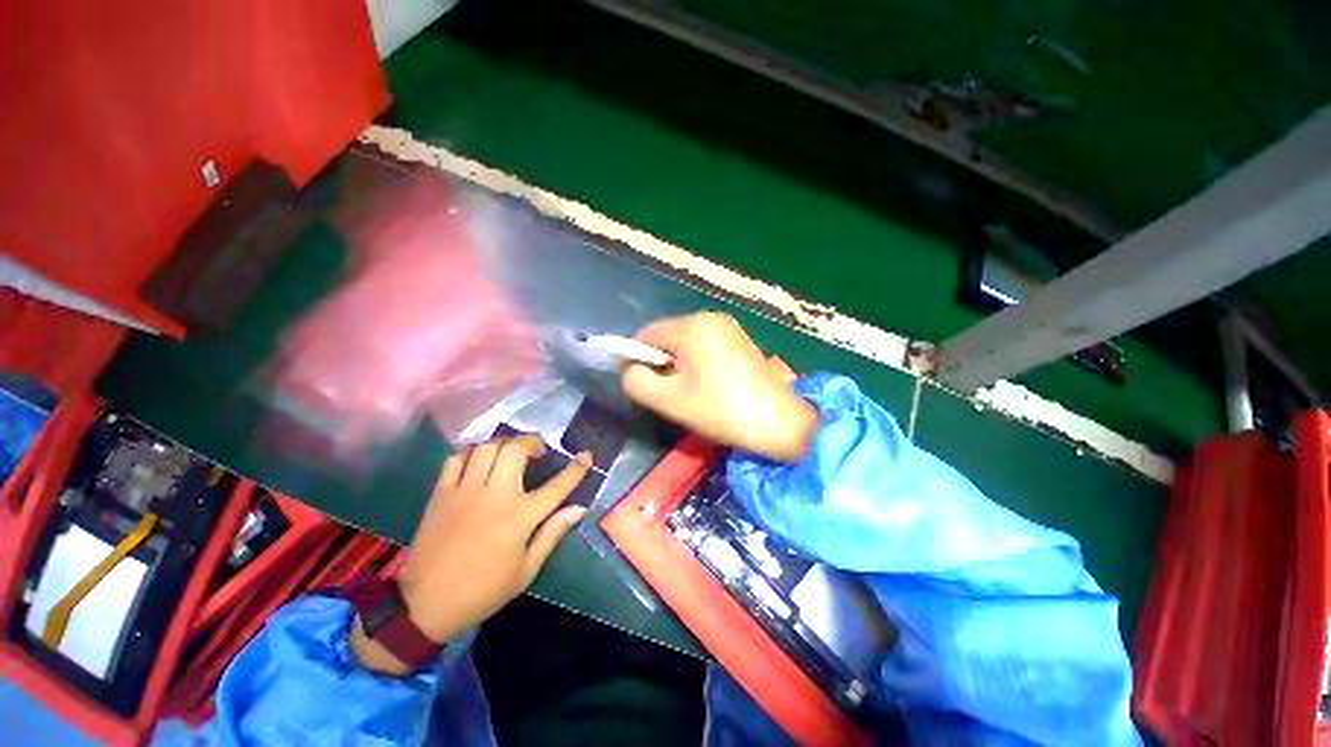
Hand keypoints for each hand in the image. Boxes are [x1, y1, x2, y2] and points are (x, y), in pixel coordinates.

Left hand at [350, 436, 589, 674]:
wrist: (425, 604)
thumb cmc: (483, 590)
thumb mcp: (526, 570)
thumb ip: (553, 533)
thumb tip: (579, 508)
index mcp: (520, 517)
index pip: (557, 485)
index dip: (576, 468)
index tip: (586, 456)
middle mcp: (494, 496)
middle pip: (516, 450)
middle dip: (532, 443)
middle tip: (537, 453)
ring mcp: (464, 491)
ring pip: (487, 448)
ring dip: (504, 444)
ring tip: (509, 453)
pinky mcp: (441, 493)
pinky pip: (456, 459)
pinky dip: (471, 453)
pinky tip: (478, 462)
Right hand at [620, 312, 816, 461]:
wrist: (780, 422)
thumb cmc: (720, 409)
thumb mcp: (669, 400)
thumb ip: (637, 381)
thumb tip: (630, 369)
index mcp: (692, 326)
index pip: (647, 334)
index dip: (639, 360)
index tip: (651, 387)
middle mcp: (711, 318)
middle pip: (668, 338)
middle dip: (663, 364)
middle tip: (674, 395)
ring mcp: (729, 328)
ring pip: (687, 344)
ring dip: (681, 367)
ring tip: (694, 394)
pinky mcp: (741, 341)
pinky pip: (706, 348)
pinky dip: (699, 365)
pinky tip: (712, 388)